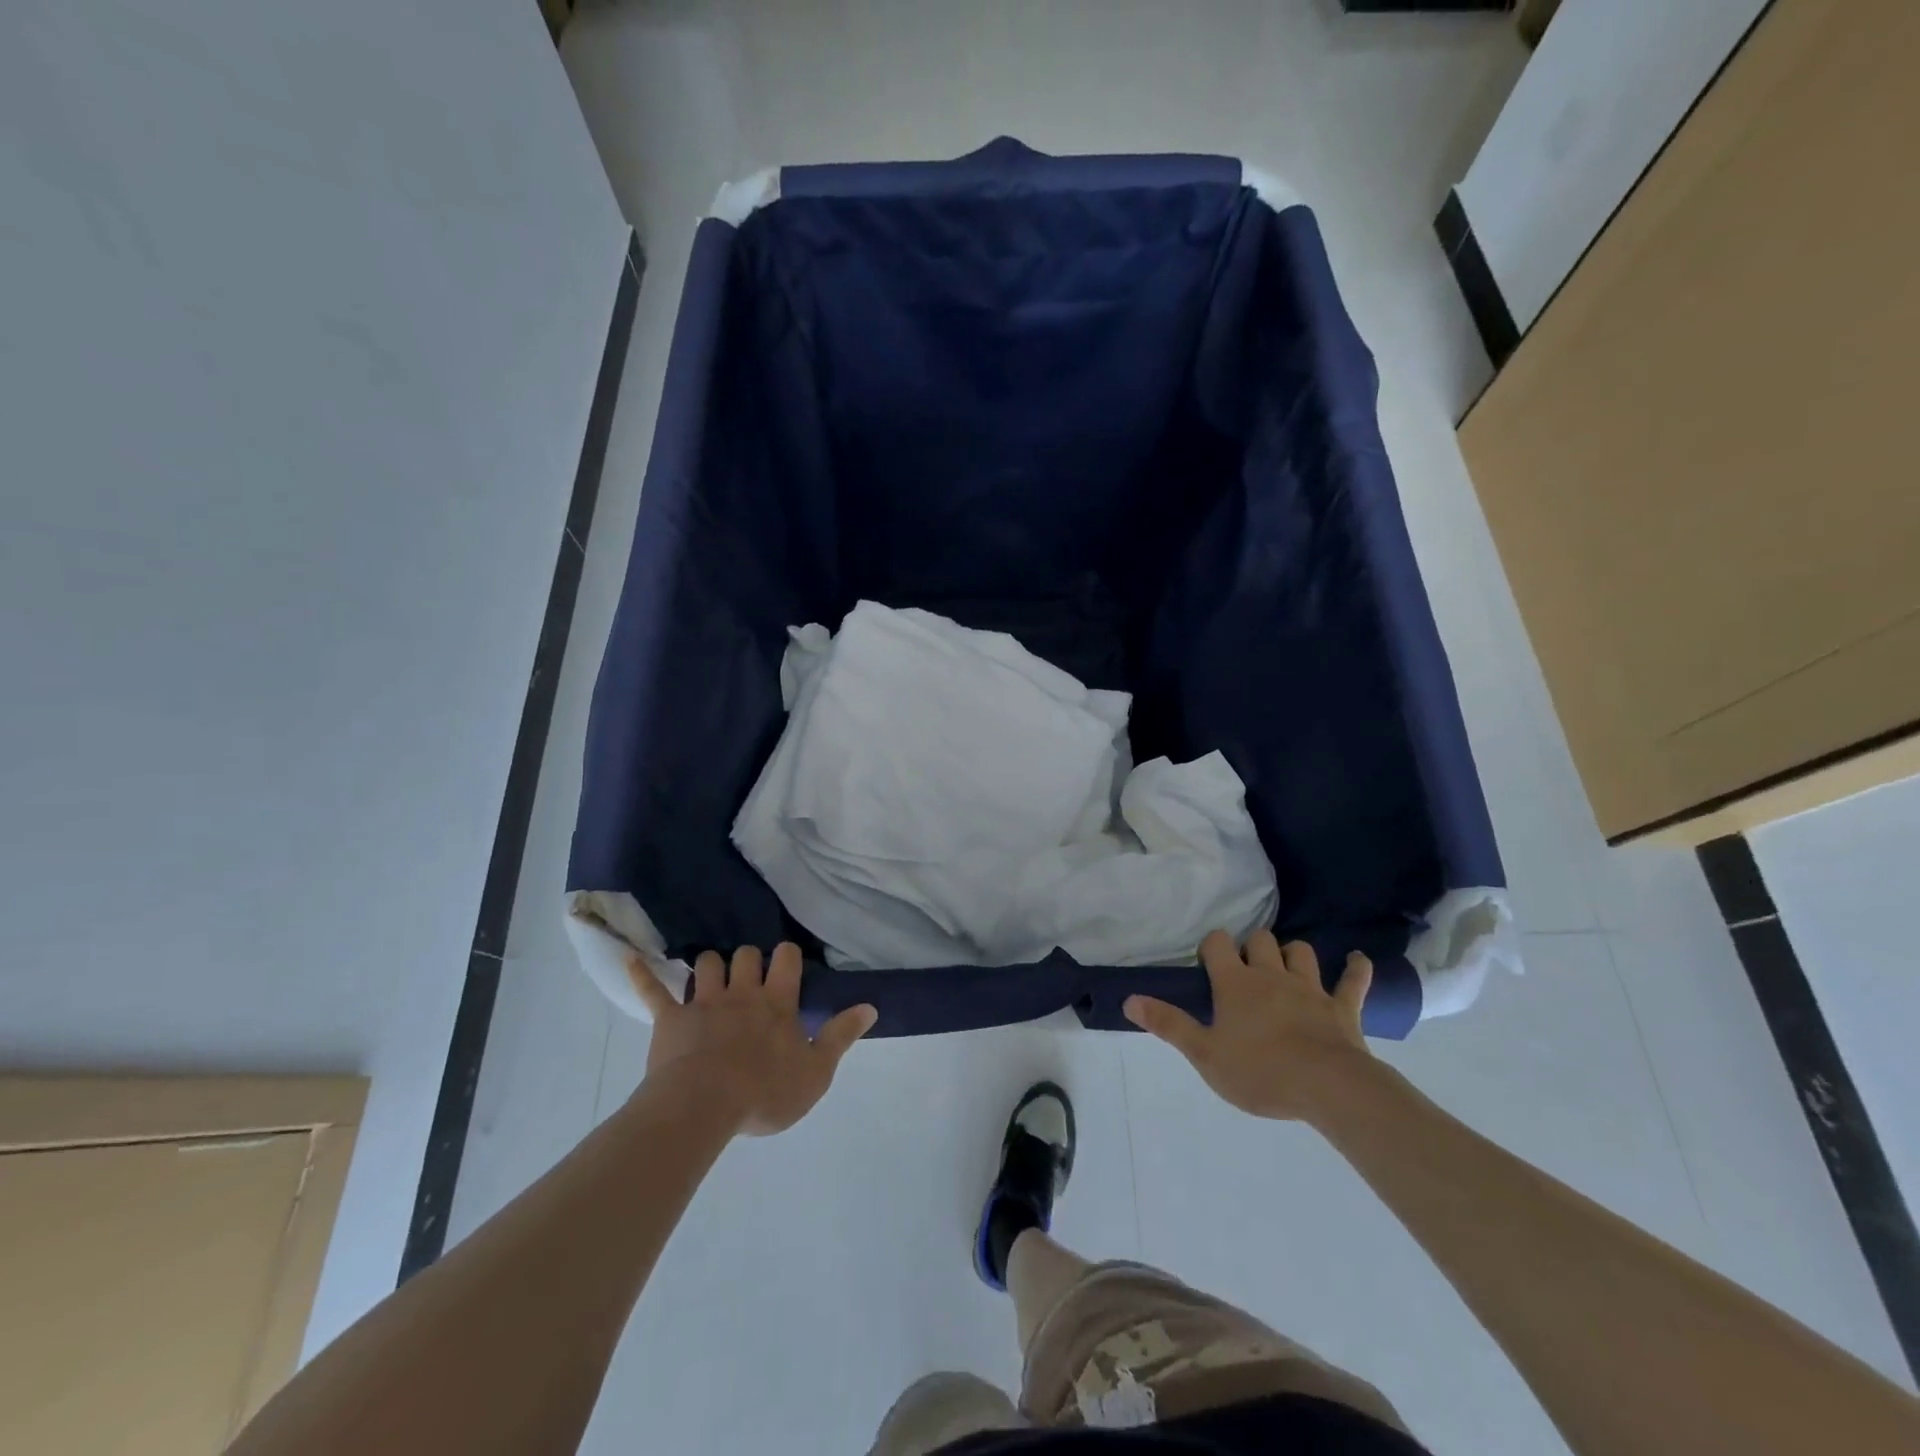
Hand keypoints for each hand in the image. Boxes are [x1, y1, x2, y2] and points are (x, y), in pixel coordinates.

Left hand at [628, 943, 876, 1136]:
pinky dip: (643, 974)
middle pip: (745, 955)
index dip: (787, 956)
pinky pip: (654, 991)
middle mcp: (741, 993)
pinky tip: (630, 958)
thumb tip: (870, 1006)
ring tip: (713, 976)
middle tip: (751, 978)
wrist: (702, 1108)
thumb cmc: (764, 1092)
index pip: (786, 959)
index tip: (787, 965)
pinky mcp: (670, 1019)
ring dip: (710, 966)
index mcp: (776, 1003)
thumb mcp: (815, 1072)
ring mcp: (703, 1003)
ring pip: (707, 964)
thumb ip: (841, 1035)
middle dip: (748, 960)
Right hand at [1123, 929, 1374, 1123]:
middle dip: (1253, 947)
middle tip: (1246, 969)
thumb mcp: (1204, 1054)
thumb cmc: (1260, 1072)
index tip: (1208, 962)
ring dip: (1293, 954)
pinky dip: (1356, 968)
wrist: (1329, 1088)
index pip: (1217, 944)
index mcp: (1236, 983)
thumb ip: (1168, 1025)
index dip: (1211, 946)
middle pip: (1261, 940)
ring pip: (1301, 952)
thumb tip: (1129, 999)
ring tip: (1287, 966)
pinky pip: (1353, 980)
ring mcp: (1311, 988)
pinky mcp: (1343, 1008)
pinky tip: (1358, 960)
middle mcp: (1272, 975)